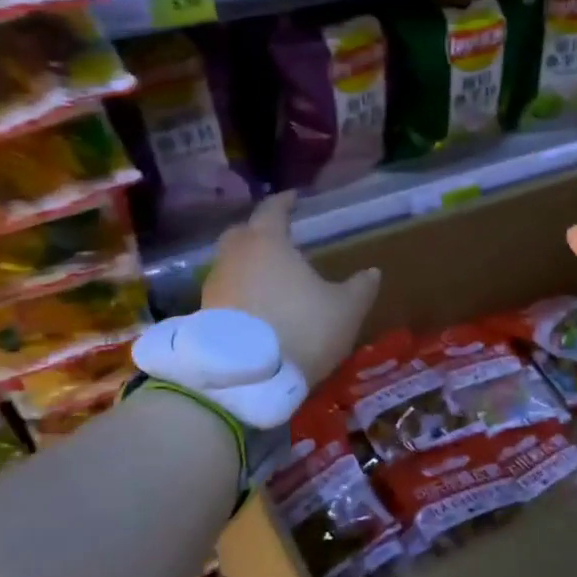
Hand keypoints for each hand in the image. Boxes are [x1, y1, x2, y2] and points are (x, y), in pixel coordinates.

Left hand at [203, 192, 380, 388]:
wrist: (246, 378)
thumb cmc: (301, 328)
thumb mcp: (345, 310)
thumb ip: (360, 288)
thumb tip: (372, 272)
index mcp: (267, 242)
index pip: (273, 210)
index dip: (284, 202)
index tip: (294, 198)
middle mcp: (235, 256)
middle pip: (242, 233)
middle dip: (258, 231)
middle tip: (278, 238)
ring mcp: (214, 286)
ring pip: (230, 264)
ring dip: (247, 266)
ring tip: (270, 278)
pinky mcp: (204, 315)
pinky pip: (225, 293)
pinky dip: (239, 293)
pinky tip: (256, 308)